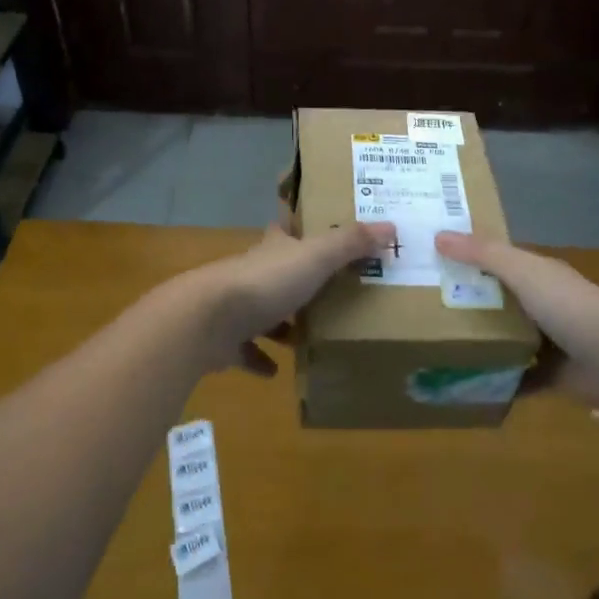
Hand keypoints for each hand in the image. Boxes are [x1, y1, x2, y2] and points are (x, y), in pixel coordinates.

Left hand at [196, 221, 395, 375]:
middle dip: (297, 282)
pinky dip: (260, 360)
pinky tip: (276, 372)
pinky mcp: (224, 341)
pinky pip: (245, 351)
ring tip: (306, 336)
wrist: (207, 320)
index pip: (286, 231)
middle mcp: (253, 273)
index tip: (314, 231)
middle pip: (276, 273)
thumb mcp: (316, 257)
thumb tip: (391, 226)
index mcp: (273, 250)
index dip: (298, 228)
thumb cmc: (265, 283)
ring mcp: (235, 307)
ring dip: (280, 324)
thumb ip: (351, 243)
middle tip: (327, 293)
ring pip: (261, 312)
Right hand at [434, 231, 598, 405]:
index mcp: (537, 275)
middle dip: (467, 304)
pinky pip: (517, 377)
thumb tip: (438, 235)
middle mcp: (542, 304)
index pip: (495, 262)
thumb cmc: (570, 305)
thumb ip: (483, 254)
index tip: (430, 262)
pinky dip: (497, 380)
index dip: (467, 259)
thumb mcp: (522, 271)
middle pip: (498, 301)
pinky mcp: (552, 376)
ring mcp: (548, 342)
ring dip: (480, 343)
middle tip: (421, 310)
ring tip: (435, 348)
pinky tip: (466, 384)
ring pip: (505, 339)